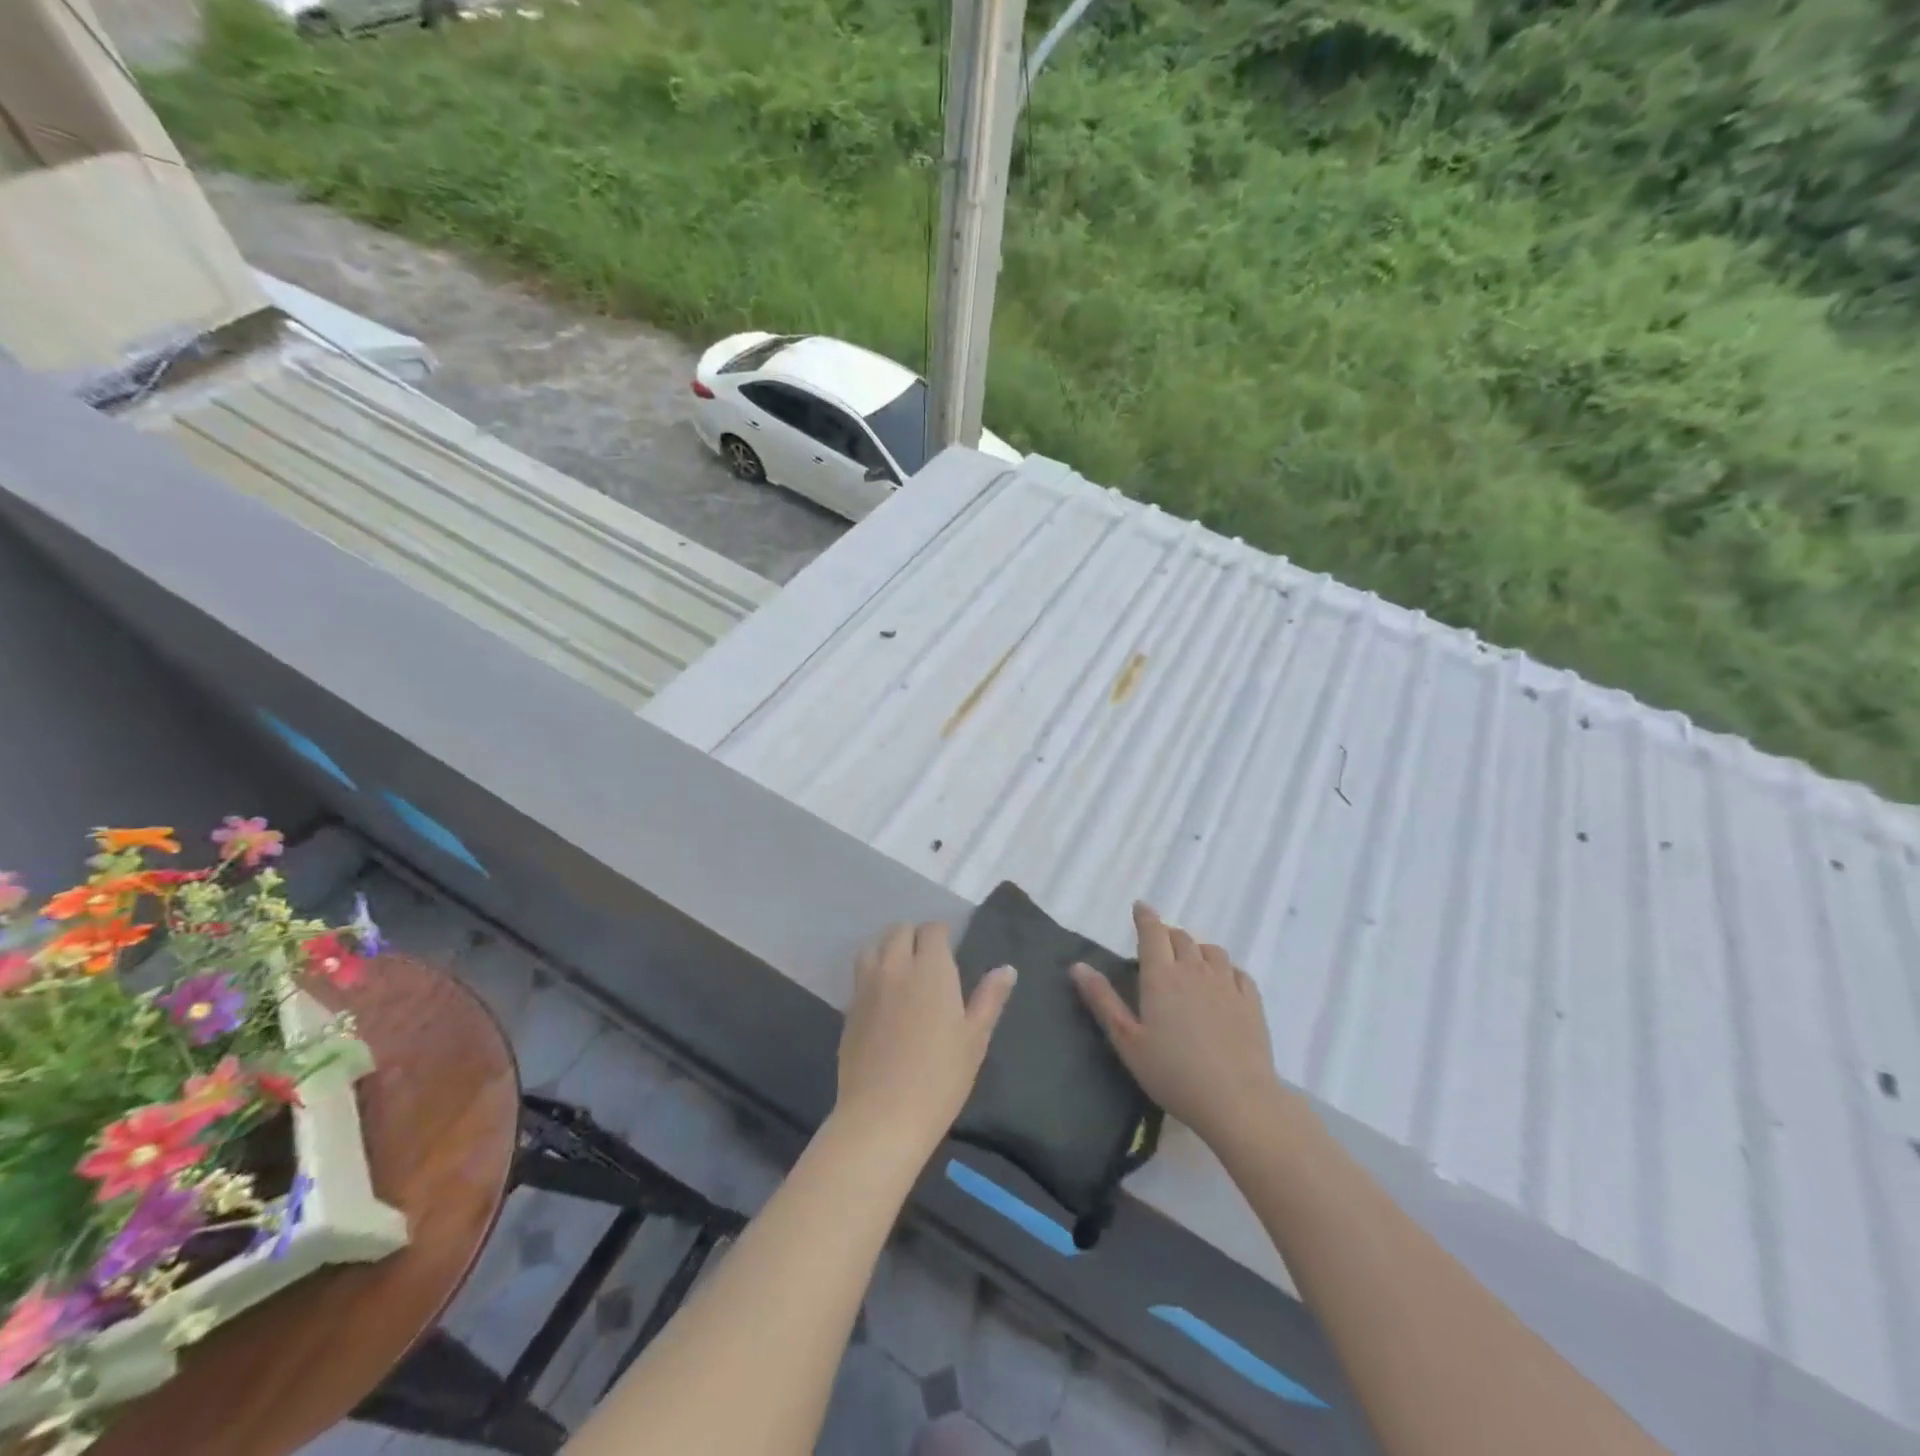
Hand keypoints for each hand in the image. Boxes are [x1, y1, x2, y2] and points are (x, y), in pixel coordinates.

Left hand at [836, 922, 1016, 1155]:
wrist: (883, 1116)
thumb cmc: (940, 1078)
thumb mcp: (975, 1039)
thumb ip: (989, 998)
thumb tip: (1006, 969)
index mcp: (931, 970)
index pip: (932, 930)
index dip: (942, 934)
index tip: (950, 948)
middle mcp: (896, 967)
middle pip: (900, 930)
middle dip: (915, 936)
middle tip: (929, 959)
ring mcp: (867, 986)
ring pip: (874, 945)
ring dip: (889, 946)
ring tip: (902, 966)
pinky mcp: (849, 1007)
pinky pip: (861, 973)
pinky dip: (873, 970)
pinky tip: (883, 993)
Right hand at [1071, 903, 1284, 1150]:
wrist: (1237, 1102)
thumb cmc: (1173, 1074)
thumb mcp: (1127, 1041)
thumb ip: (1102, 1001)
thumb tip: (1077, 966)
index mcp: (1161, 976)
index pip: (1152, 932)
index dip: (1146, 916)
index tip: (1140, 907)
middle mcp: (1194, 970)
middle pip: (1181, 938)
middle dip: (1168, 935)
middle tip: (1159, 946)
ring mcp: (1227, 984)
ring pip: (1211, 951)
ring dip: (1197, 949)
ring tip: (1190, 962)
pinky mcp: (1251, 1002)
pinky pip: (1238, 972)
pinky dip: (1225, 969)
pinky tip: (1223, 982)